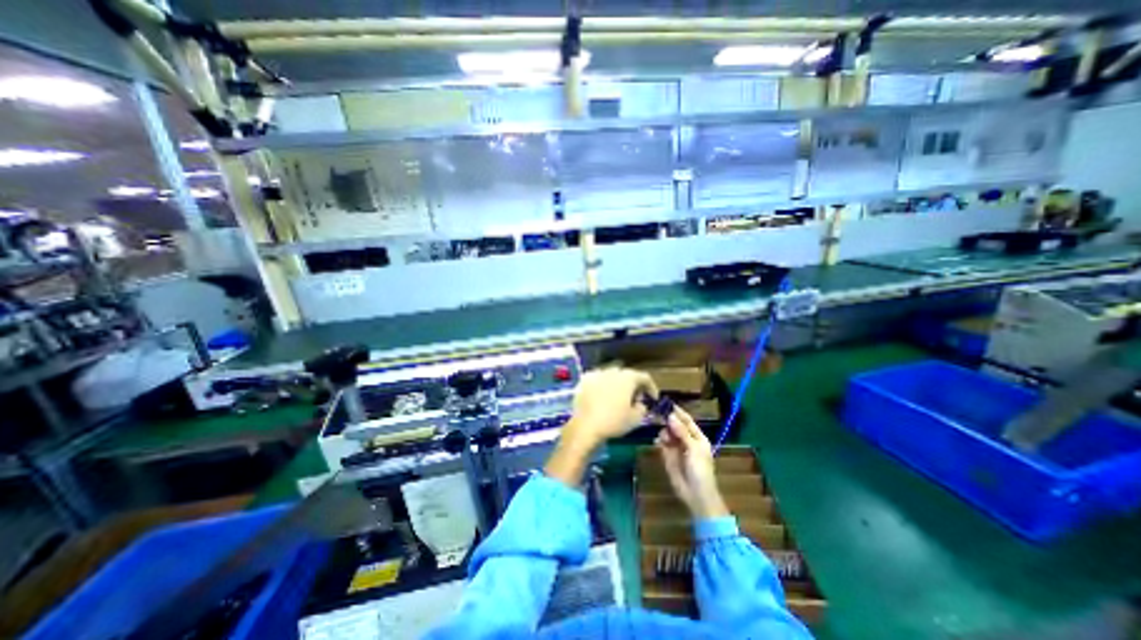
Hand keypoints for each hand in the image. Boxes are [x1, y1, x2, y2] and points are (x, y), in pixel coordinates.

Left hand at [562, 368, 659, 445]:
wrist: (585, 425)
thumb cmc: (614, 421)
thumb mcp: (636, 419)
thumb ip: (642, 408)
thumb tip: (640, 404)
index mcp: (628, 377)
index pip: (644, 377)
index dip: (651, 387)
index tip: (653, 399)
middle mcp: (613, 371)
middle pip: (628, 375)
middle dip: (633, 386)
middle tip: (636, 400)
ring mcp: (597, 373)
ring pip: (612, 376)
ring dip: (618, 385)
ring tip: (618, 398)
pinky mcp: (584, 380)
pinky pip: (598, 380)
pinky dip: (603, 387)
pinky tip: (602, 397)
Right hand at [657, 410, 725, 519]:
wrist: (696, 494)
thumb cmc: (700, 470)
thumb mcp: (694, 448)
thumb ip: (682, 432)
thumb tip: (670, 416)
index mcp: (697, 437)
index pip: (687, 420)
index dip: (677, 412)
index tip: (666, 403)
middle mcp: (686, 440)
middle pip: (675, 425)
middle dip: (667, 420)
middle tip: (657, 414)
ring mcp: (676, 448)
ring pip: (667, 433)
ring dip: (663, 432)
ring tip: (662, 436)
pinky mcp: (667, 456)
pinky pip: (661, 444)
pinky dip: (659, 441)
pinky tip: (658, 443)